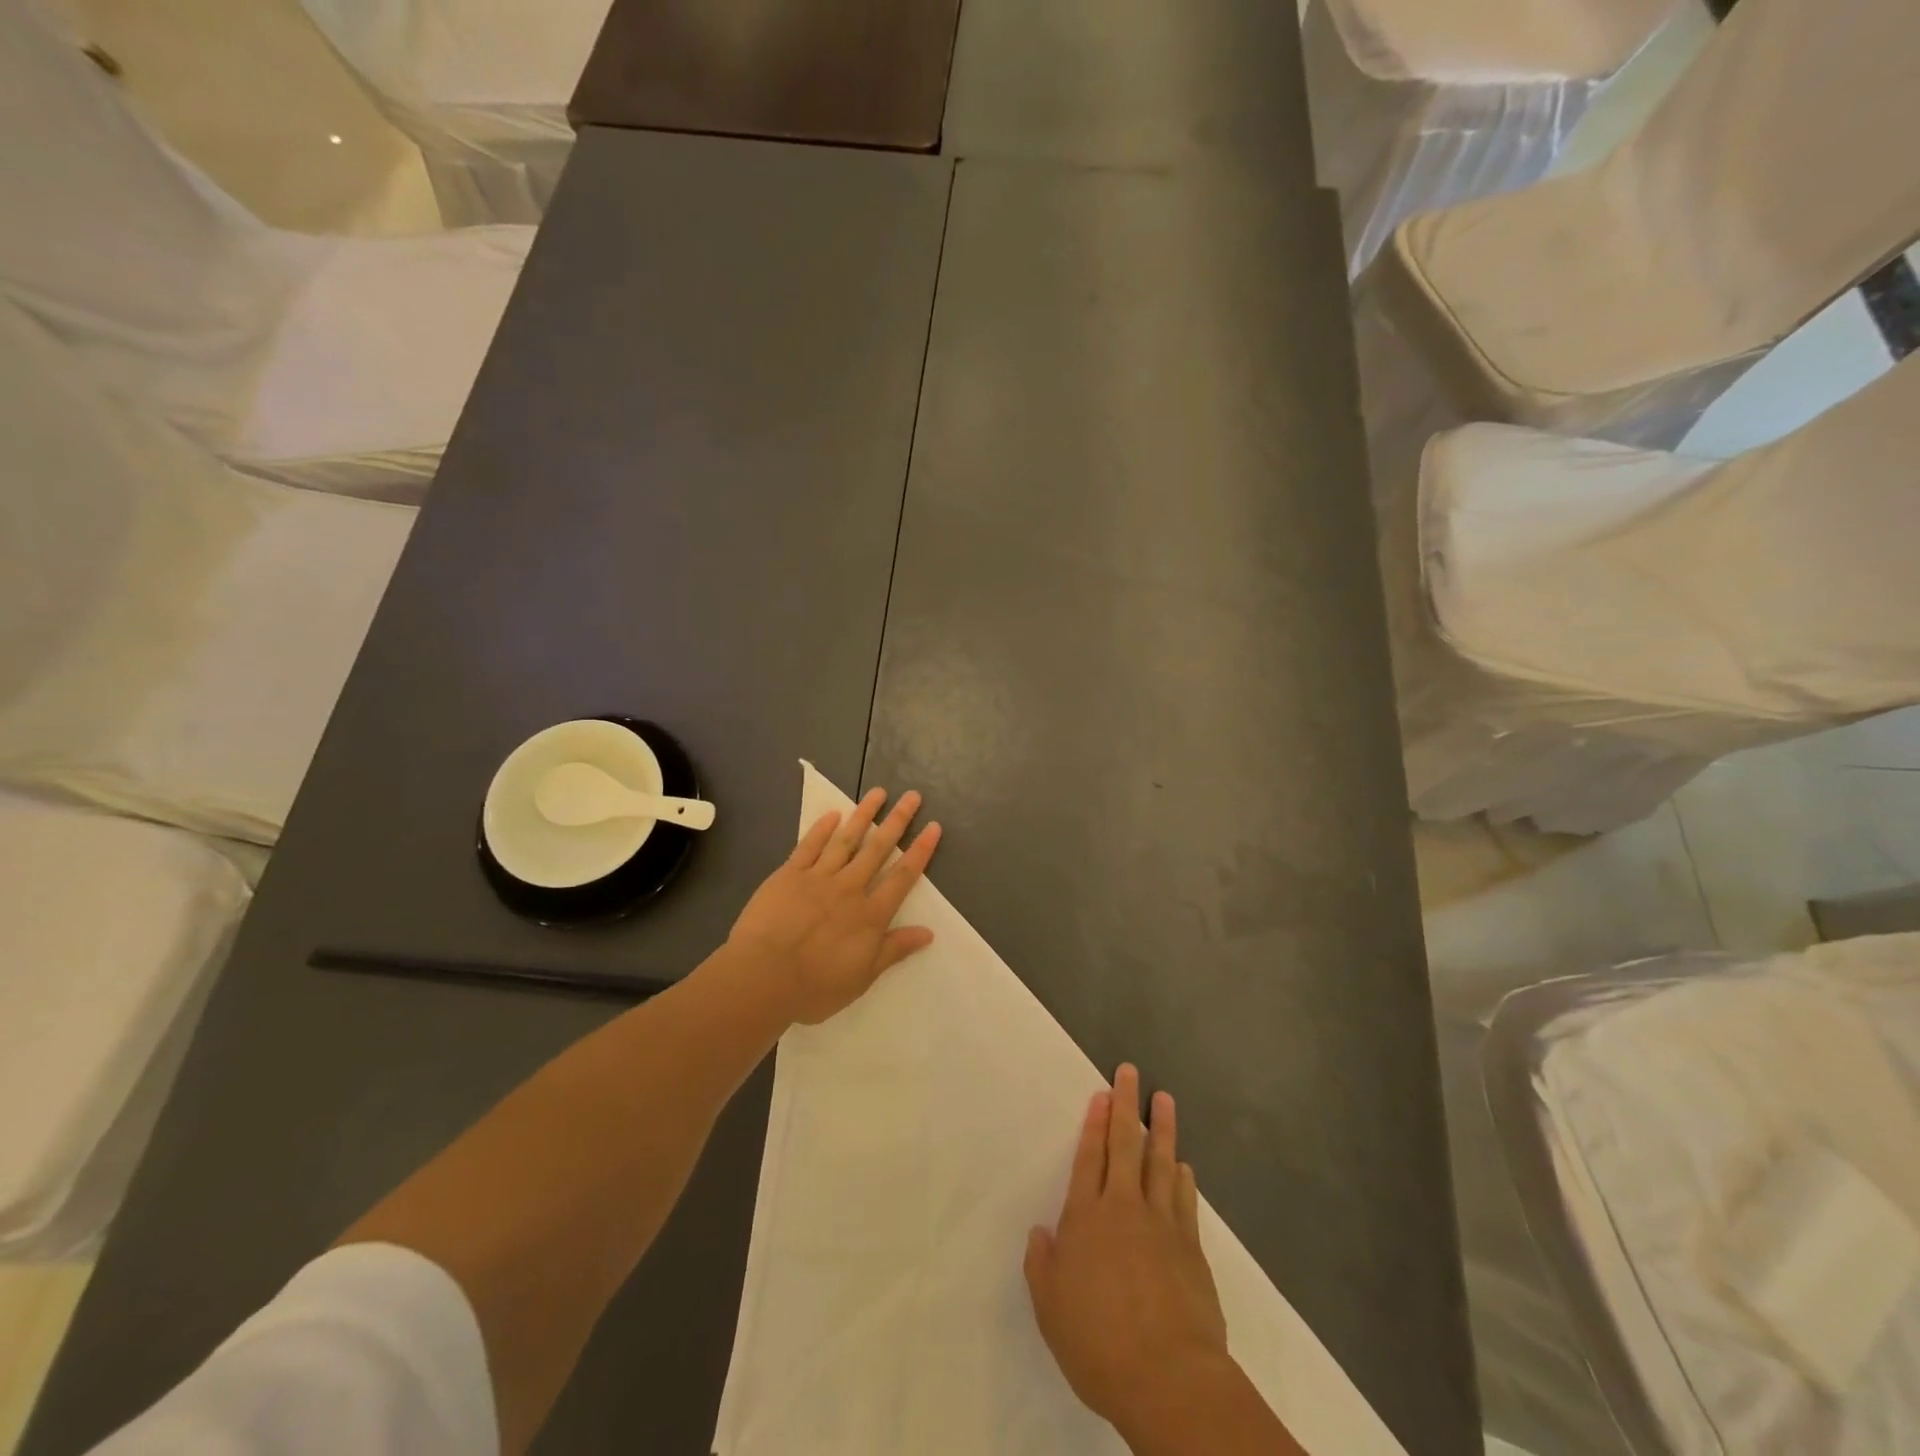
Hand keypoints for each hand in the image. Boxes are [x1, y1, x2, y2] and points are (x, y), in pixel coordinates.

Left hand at [729, 788, 941, 1024]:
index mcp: (870, 915)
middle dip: (897, 821)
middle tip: (912, 796)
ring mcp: (818, 878)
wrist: (763, 977)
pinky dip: (821, 829)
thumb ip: (894, 950)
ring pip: (846, 840)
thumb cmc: (815, 986)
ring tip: (878, 793)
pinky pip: (809, 846)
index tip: (933, 827)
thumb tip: (928, 932)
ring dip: (863, 815)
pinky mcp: (789, 875)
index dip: (920, 851)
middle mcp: (849, 888)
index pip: (902, 877)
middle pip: (878, 849)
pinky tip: (832, 814)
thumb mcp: (862, 977)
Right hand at [1025, 1066, 1230, 1438]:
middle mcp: (1123, 1209)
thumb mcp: (1051, 1310)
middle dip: (1125, 1105)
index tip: (1100, 1095)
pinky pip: (1183, 1199)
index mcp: (1085, 1219)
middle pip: (1124, 1145)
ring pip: (1160, 1162)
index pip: (1088, 1158)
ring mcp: (1161, 1224)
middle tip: (1129, 1073)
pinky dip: (1182, 1176)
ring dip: (1161, 1128)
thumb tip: (1040, 1232)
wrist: (1169, 1378)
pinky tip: (1183, 1164)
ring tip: (1163, 1099)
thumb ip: (1042, 1266)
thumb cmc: (1098, 1344)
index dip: (1093, 1124)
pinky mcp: (1191, 1247)